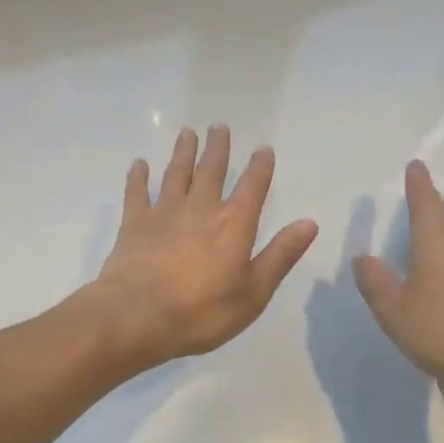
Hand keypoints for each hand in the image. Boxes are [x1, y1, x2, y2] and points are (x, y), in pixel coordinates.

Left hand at [87, 124, 318, 369]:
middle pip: (211, 170)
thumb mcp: (253, 292)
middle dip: (217, 148)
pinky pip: (136, 192)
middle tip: (219, 126)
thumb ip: (280, 255)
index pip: (252, 188)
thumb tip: (309, 222)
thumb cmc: (201, 311)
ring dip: (183, 152)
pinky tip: (139, 164)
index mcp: (233, 225)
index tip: (263, 149)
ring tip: (187, 132)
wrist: (137, 316)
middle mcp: (200, 209)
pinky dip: (138, 177)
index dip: (260, 168)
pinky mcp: (134, 224)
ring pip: (176, 174)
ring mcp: (164, 213)